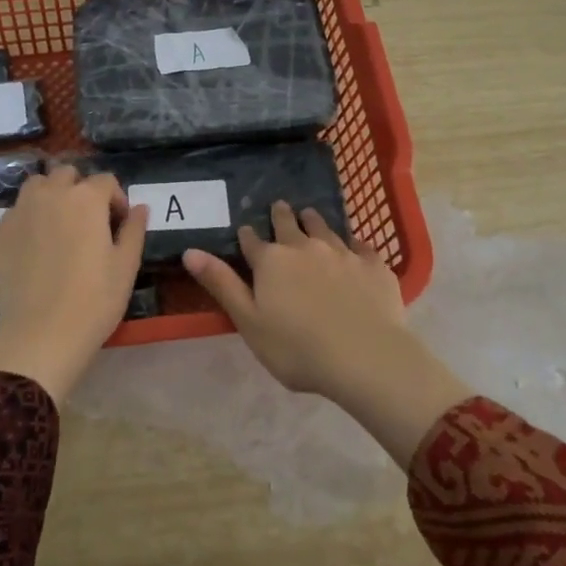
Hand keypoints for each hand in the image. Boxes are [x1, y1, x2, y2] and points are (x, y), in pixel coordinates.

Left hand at [0, 165, 148, 404]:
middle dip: (81, 190)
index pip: (106, 181)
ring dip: (51, 196)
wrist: (41, 335)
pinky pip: (16, 213)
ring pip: (36, 186)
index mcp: (85, 199)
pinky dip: (29, 220)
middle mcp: (49, 195)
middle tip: (88, 222)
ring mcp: (18, 212)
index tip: (119, 224)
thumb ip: (133, 230)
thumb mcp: (126, 266)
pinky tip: (36, 250)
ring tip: (59, 226)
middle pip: (67, 174)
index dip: (116, 200)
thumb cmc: (94, 301)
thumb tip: (139, 208)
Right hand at [184, 202, 464, 467]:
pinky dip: (354, 243)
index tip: (246, 231)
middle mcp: (306, 247)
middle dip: (282, 216)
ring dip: (314, 221)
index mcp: (271, 261)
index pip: (252, 242)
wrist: (366, 357)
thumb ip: (221, 284)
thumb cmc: (297, 348)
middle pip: (290, 225)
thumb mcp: (248, 321)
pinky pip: (362, 246)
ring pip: (325, 228)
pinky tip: (355, 245)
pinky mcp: (374, 265)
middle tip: (280, 207)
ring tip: (310, 214)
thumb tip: (190, 251)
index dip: (248, 237)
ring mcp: (343, 253)